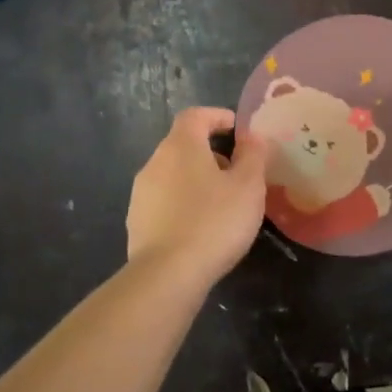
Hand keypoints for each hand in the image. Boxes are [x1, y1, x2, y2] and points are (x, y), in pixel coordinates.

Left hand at [127, 108, 267, 288]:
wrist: (167, 275)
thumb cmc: (214, 221)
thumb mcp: (248, 186)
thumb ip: (253, 155)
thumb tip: (252, 137)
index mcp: (180, 146)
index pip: (196, 115)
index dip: (218, 117)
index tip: (239, 131)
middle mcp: (154, 162)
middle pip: (184, 145)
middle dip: (212, 153)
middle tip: (239, 174)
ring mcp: (141, 194)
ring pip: (174, 175)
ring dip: (198, 180)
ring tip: (224, 204)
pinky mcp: (137, 222)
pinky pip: (165, 201)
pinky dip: (184, 204)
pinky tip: (202, 228)